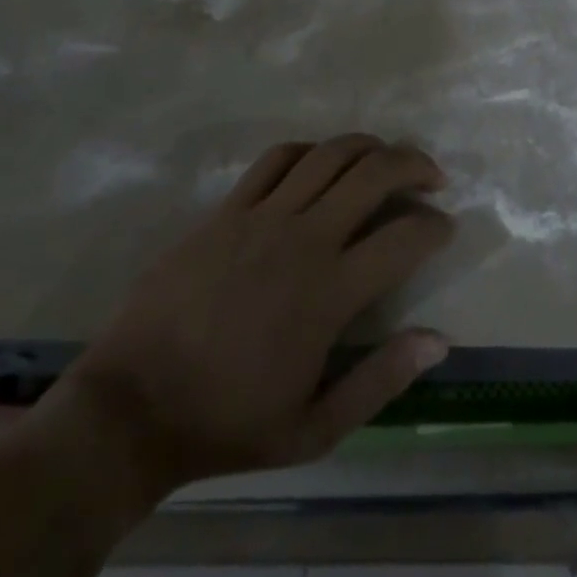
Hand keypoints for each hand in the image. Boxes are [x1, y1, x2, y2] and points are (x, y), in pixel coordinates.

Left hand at [41, 134, 454, 512]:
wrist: (132, 407)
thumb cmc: (227, 424)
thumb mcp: (314, 429)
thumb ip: (381, 380)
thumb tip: (439, 340)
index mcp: (329, 292)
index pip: (404, 238)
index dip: (435, 227)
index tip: (445, 229)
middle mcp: (303, 239)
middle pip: (373, 174)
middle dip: (414, 164)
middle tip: (432, 176)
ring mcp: (261, 217)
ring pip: (329, 154)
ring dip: (368, 147)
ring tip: (386, 158)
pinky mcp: (226, 210)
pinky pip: (276, 159)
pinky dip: (310, 150)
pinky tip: (321, 162)